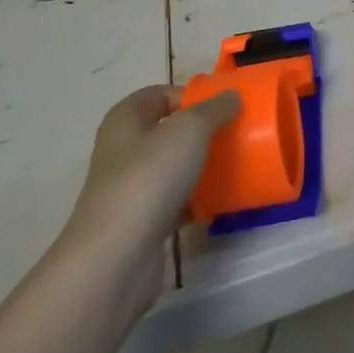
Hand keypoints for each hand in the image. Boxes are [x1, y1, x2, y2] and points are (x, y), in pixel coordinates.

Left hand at [56, 85, 238, 314]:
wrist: (117, 258)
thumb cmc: (150, 178)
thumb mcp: (190, 129)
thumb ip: (214, 109)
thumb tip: (232, 96)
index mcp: (126, 120)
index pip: (160, 94)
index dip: (191, 95)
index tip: (225, 105)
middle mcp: (123, 151)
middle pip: (168, 131)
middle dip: (202, 131)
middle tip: (236, 133)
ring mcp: (130, 189)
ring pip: (173, 168)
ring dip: (201, 166)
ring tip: (236, 164)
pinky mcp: (141, 223)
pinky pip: (176, 202)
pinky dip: (197, 201)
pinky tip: (222, 201)